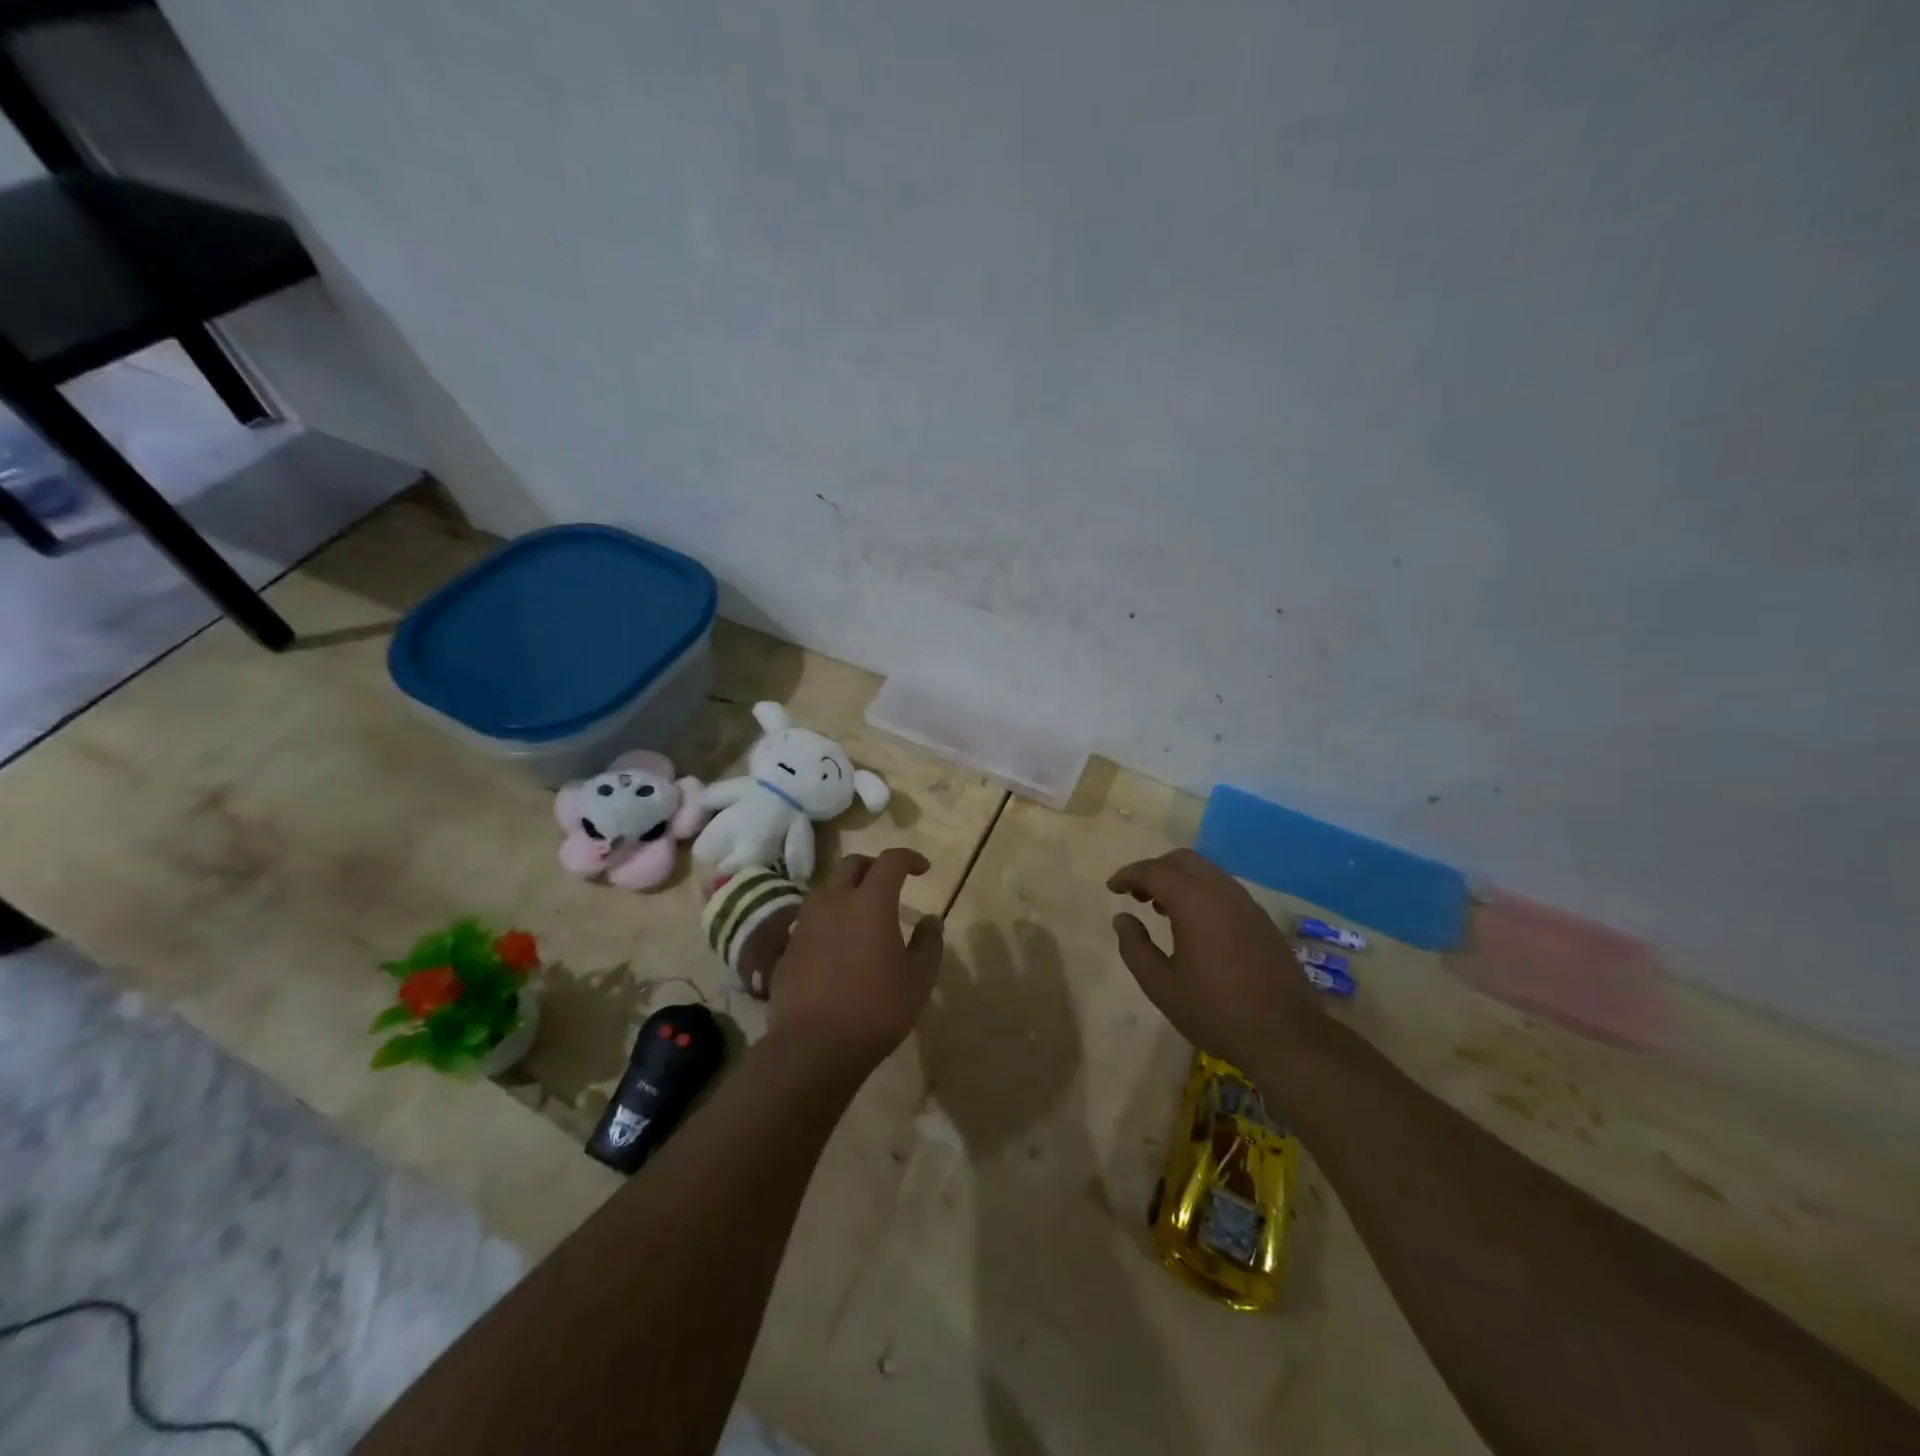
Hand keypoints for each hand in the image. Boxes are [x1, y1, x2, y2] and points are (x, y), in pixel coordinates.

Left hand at [770, 849, 944, 1074]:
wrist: (812, 1046)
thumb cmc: (875, 1009)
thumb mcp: (918, 979)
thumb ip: (929, 943)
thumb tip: (931, 920)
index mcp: (870, 902)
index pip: (890, 861)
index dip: (909, 858)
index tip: (923, 870)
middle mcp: (835, 901)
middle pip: (852, 864)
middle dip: (874, 866)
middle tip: (889, 883)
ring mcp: (806, 922)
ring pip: (827, 888)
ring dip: (847, 890)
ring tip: (862, 912)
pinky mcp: (788, 946)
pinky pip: (811, 917)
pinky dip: (829, 918)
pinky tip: (838, 944)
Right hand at [1107, 849, 1323, 1076]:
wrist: (1286, 1038)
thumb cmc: (1216, 1012)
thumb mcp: (1161, 986)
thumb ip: (1135, 947)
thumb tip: (1122, 918)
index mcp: (1195, 904)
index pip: (1154, 871)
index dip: (1128, 875)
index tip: (1112, 888)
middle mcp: (1223, 893)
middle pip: (1183, 860)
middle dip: (1154, 869)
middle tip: (1135, 894)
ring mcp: (1247, 905)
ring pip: (1206, 872)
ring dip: (1179, 880)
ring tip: (1160, 909)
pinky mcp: (1262, 920)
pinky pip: (1224, 889)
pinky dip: (1200, 892)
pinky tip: (1193, 924)